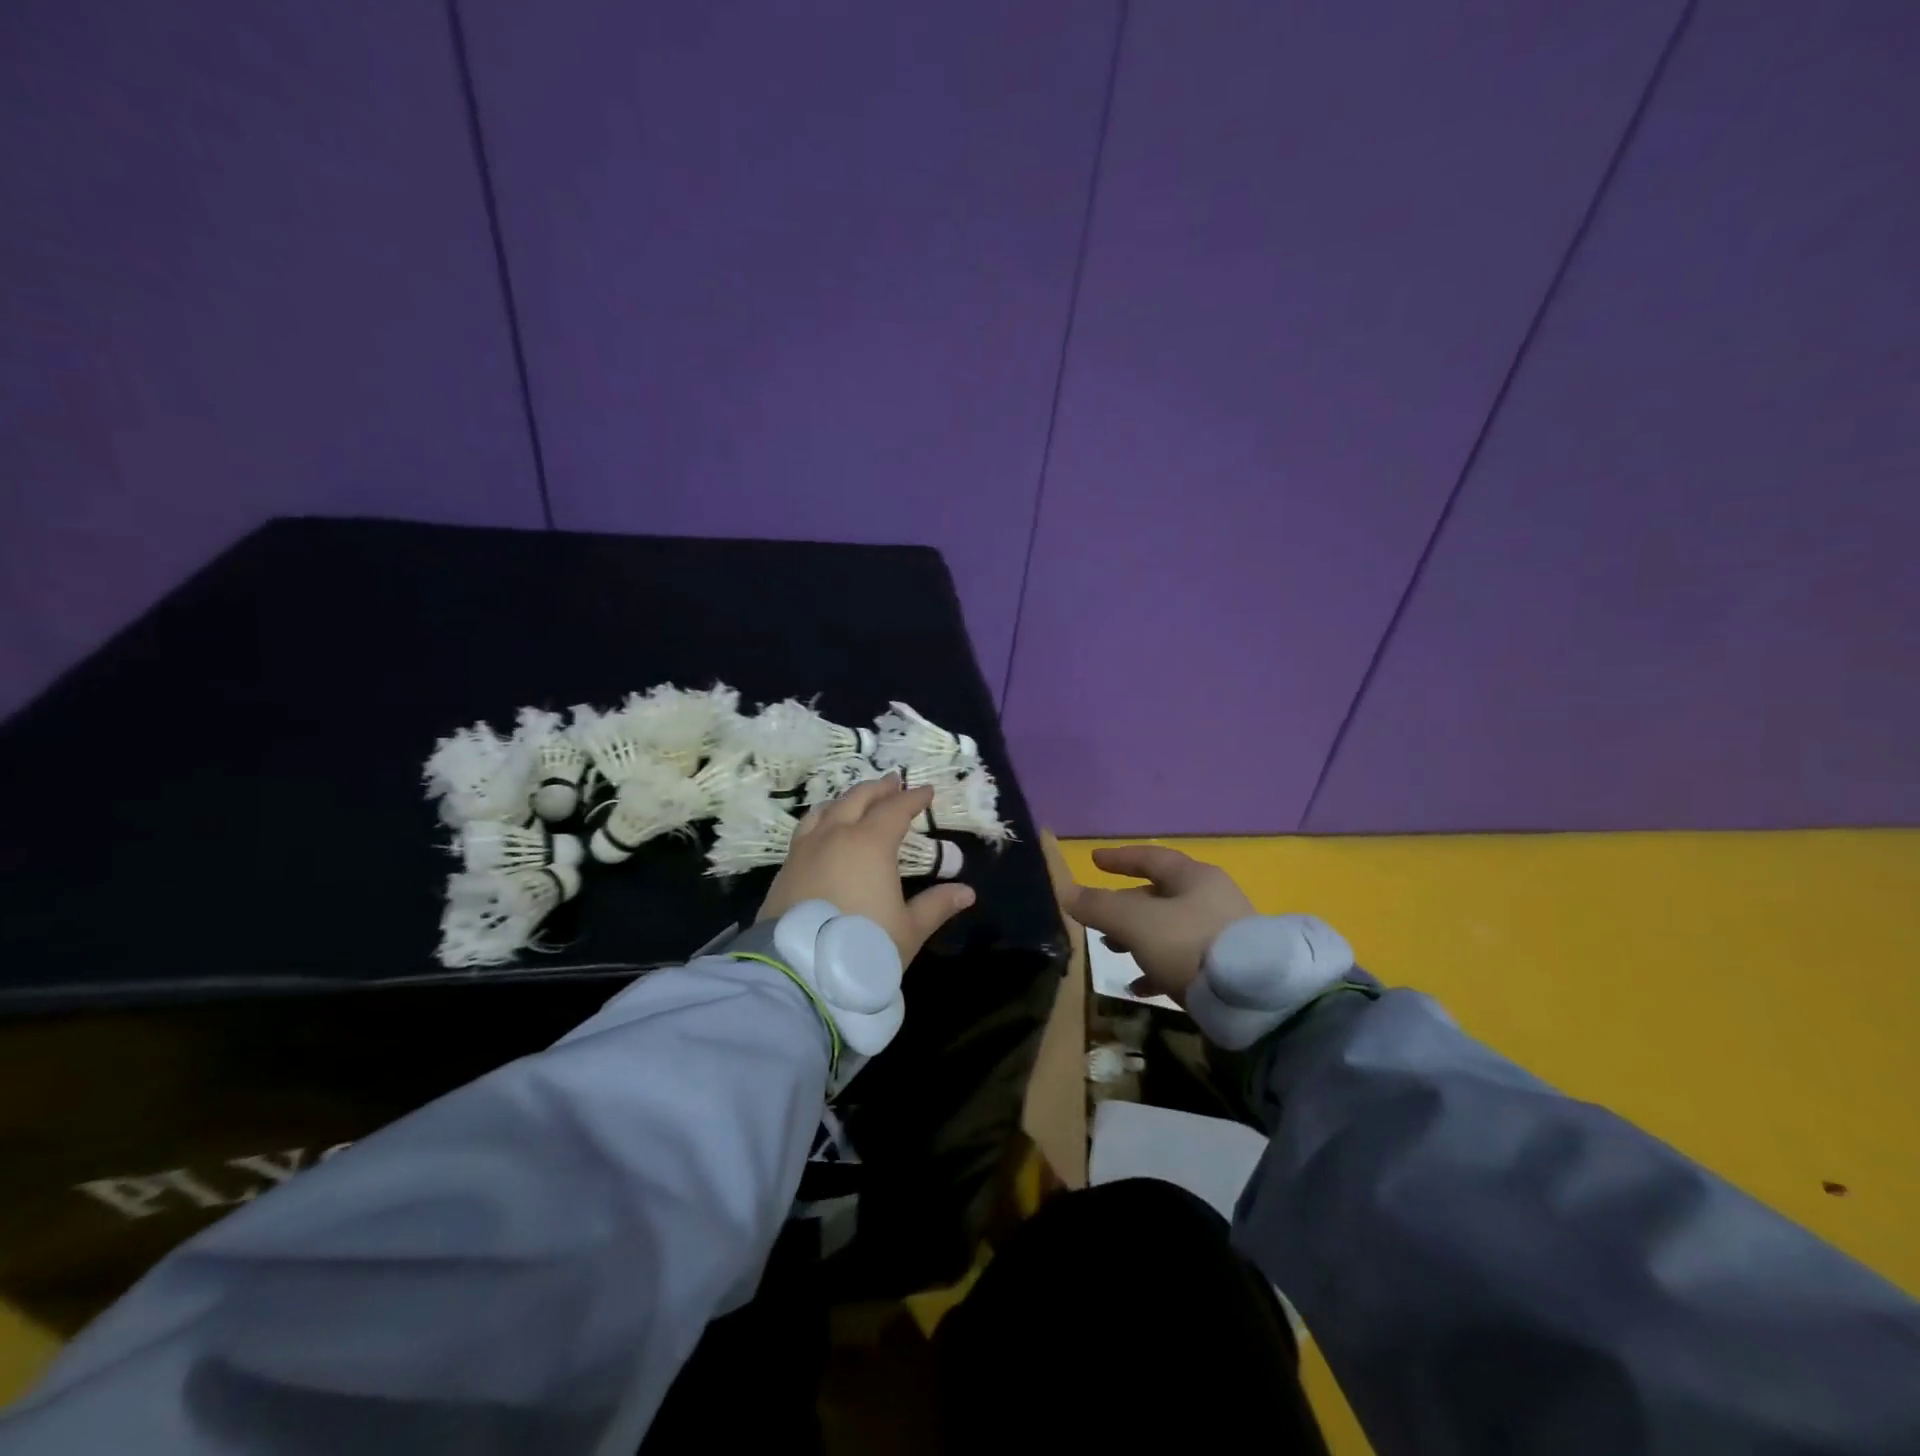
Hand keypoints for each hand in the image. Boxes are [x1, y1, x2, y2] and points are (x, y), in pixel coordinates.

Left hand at [757, 775, 975, 964]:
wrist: (799, 972)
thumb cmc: (863, 947)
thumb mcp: (908, 930)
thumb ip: (936, 906)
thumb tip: (967, 892)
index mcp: (871, 843)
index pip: (896, 809)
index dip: (914, 798)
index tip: (927, 791)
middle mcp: (836, 836)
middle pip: (858, 799)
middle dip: (879, 789)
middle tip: (893, 782)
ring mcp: (805, 849)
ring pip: (827, 809)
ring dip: (847, 799)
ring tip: (857, 800)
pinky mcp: (785, 867)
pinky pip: (806, 829)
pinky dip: (822, 818)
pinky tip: (824, 829)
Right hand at [1067, 846, 1253, 1004]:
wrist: (1253, 999)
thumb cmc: (1190, 944)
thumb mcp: (1137, 923)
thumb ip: (1100, 906)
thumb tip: (1066, 892)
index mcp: (1195, 877)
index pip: (1151, 858)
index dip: (1120, 858)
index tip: (1094, 860)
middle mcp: (1211, 899)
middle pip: (1159, 895)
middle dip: (1124, 906)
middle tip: (1097, 918)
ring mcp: (1222, 934)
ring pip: (1169, 928)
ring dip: (1137, 938)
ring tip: (1111, 951)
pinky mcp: (1227, 968)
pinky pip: (1183, 959)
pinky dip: (1156, 967)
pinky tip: (1137, 987)